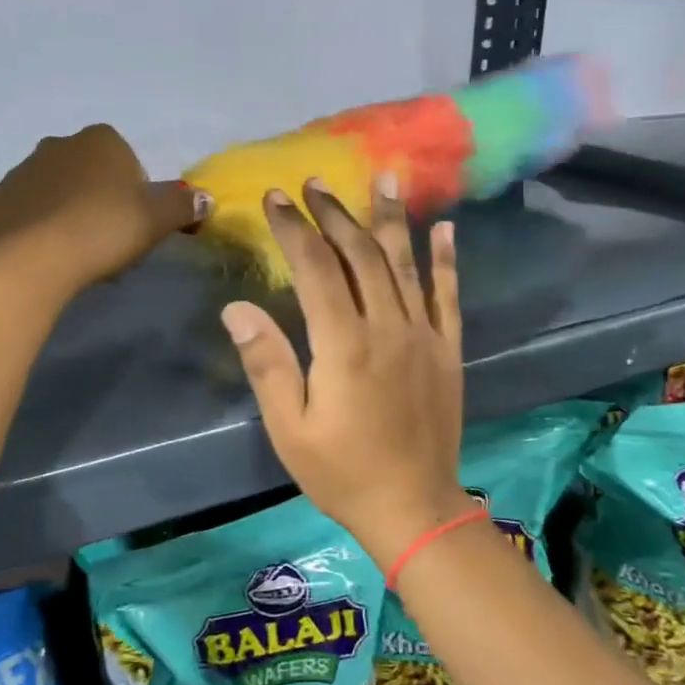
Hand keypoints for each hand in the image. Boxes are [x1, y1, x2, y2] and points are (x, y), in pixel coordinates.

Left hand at [0, 124, 203, 301]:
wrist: (30, 261)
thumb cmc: (103, 230)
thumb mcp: (156, 220)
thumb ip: (183, 206)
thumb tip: (207, 199)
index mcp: (101, 140)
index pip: (128, 161)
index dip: (136, 195)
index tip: (135, 225)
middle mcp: (58, 145)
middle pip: (91, 175)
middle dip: (101, 202)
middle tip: (110, 243)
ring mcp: (20, 171)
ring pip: (57, 192)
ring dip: (70, 214)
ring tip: (78, 256)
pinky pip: (26, 212)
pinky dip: (38, 229)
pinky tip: (47, 257)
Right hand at [220, 173, 468, 570]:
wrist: (414, 507)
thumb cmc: (341, 472)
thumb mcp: (289, 428)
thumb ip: (267, 363)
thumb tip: (237, 307)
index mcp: (343, 345)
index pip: (316, 269)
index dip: (294, 230)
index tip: (276, 198)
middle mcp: (387, 327)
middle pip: (359, 255)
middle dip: (334, 214)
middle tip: (314, 183)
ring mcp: (423, 335)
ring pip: (404, 263)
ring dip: (390, 218)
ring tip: (384, 176)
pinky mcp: (448, 349)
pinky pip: (448, 295)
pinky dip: (446, 259)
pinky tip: (444, 227)